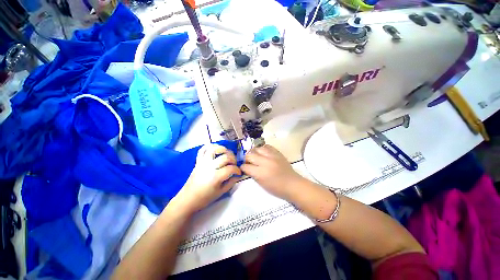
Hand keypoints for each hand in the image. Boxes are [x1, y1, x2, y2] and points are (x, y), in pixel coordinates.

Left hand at [172, 144, 240, 214]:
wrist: (188, 199)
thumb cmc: (205, 198)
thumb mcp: (221, 192)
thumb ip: (231, 182)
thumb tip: (237, 175)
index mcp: (216, 177)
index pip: (231, 168)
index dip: (237, 170)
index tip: (239, 172)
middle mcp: (210, 167)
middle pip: (225, 157)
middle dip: (233, 159)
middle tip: (234, 164)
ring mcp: (203, 162)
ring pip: (214, 149)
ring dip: (223, 149)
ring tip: (226, 154)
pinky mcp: (198, 161)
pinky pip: (203, 149)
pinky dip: (210, 146)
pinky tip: (216, 149)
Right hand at [241, 145, 304, 199]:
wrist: (292, 184)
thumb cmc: (276, 188)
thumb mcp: (261, 184)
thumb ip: (253, 174)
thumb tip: (247, 167)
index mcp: (260, 173)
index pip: (246, 166)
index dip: (243, 167)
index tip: (243, 168)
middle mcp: (265, 162)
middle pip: (250, 155)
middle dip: (246, 158)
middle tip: (248, 162)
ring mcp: (272, 156)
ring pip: (257, 148)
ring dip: (254, 152)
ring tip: (255, 156)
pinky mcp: (277, 153)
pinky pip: (267, 146)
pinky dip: (263, 149)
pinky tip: (263, 153)